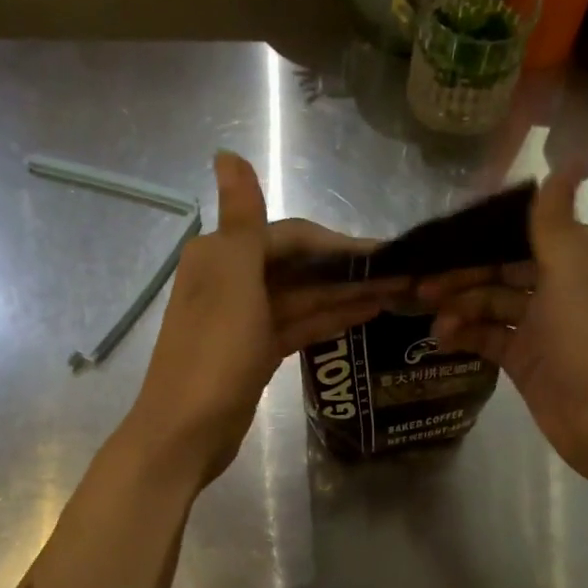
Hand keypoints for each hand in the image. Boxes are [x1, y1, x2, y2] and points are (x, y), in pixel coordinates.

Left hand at [122, 151, 405, 484]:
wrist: (185, 434)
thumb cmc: (213, 356)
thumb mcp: (232, 282)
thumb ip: (241, 219)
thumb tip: (225, 153)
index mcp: (221, 256)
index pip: (291, 237)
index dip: (338, 243)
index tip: (387, 254)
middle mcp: (230, 280)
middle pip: (299, 267)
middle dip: (347, 271)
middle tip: (401, 278)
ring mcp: (243, 319)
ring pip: (302, 297)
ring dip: (344, 294)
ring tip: (395, 295)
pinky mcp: (254, 352)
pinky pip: (298, 325)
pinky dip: (327, 319)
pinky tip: (363, 316)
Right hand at [419, 168, 587, 485]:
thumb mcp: (570, 272)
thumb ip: (555, 219)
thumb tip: (573, 156)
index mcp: (583, 255)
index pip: (526, 232)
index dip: (484, 235)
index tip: (444, 239)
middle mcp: (564, 284)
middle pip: (504, 268)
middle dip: (464, 275)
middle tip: (421, 286)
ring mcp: (544, 323)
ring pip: (493, 303)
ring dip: (462, 307)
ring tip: (433, 320)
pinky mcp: (527, 357)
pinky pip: (490, 336)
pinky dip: (467, 334)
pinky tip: (441, 338)